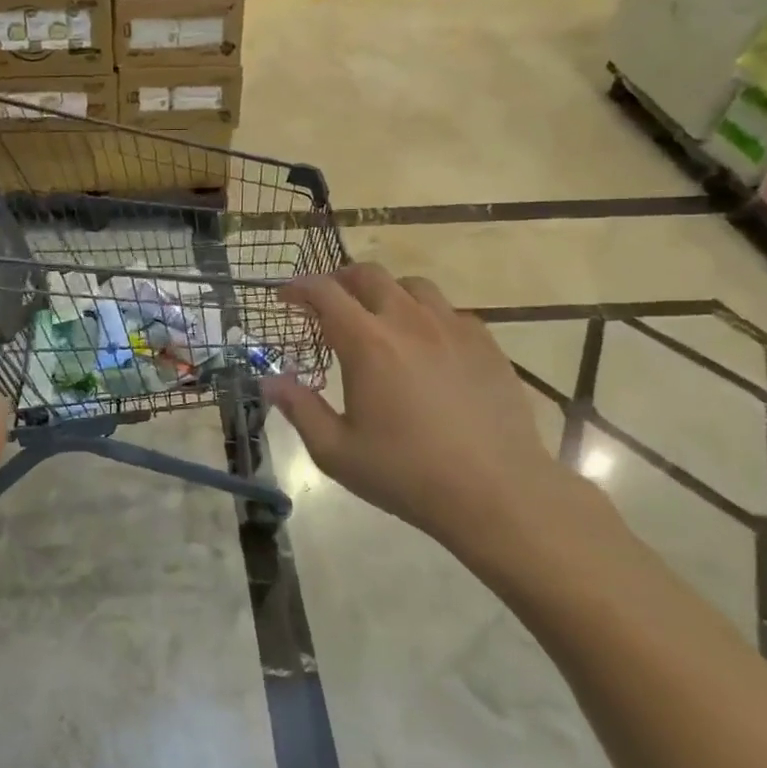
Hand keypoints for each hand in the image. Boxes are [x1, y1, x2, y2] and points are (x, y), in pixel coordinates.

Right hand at [261, 264, 617, 583]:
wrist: (496, 492)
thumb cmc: (407, 474)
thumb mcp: (336, 452)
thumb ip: (299, 409)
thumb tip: (270, 381)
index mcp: (367, 343)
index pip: (325, 293)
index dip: (299, 287)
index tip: (285, 297)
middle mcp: (409, 321)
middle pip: (368, 275)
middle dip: (339, 280)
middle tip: (326, 302)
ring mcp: (452, 328)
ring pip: (413, 286)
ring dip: (385, 292)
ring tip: (377, 318)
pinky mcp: (485, 343)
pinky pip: (449, 311)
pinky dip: (425, 315)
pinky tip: (425, 346)